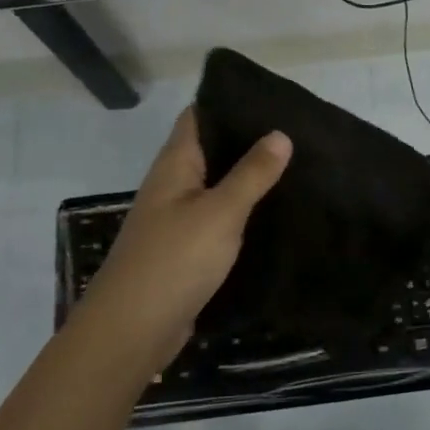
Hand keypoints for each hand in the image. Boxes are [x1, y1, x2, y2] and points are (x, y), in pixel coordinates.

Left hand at [72, 108, 291, 380]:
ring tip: (296, 166)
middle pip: (210, 151)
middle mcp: (173, 186)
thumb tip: (280, 134)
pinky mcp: (186, 251)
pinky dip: (243, 213)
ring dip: (248, 178)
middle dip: (247, 140)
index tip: (271, 97)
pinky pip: (218, 220)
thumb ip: (251, 173)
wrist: (132, 332)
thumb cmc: (174, 261)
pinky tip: (274, 213)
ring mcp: (177, 220)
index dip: (229, 101)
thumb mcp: (220, 212)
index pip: (198, 116)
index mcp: (175, 165)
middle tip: (297, 132)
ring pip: (217, 187)